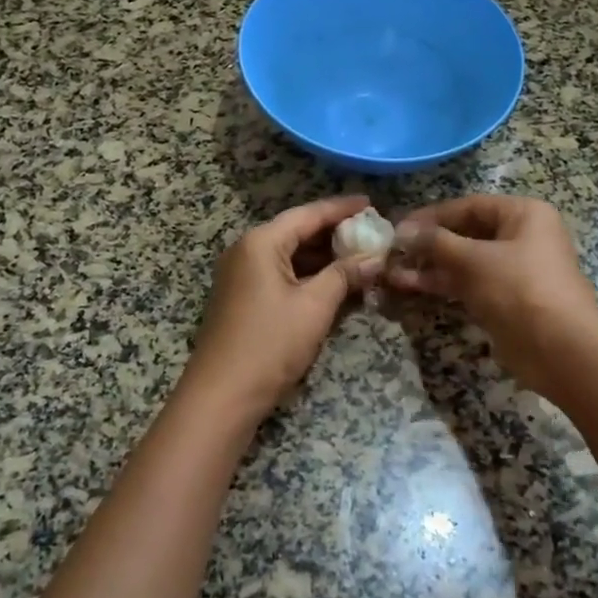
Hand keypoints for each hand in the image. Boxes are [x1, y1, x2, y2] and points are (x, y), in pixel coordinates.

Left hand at [180, 194, 385, 422]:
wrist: (222, 395)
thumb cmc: (270, 343)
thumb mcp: (315, 306)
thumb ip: (345, 275)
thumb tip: (375, 257)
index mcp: (261, 242)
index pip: (308, 214)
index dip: (341, 208)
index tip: (371, 203)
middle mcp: (247, 250)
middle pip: (296, 232)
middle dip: (334, 233)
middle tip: (371, 233)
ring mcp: (241, 275)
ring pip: (289, 255)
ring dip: (322, 257)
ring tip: (359, 256)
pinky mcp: (242, 297)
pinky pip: (280, 274)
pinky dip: (307, 275)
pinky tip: (334, 282)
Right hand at [388, 195, 597, 396]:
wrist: (561, 350)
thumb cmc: (520, 289)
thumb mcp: (474, 260)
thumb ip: (435, 242)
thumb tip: (402, 231)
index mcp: (523, 214)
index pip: (469, 206)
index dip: (432, 215)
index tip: (398, 226)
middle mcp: (521, 237)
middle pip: (466, 233)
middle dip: (429, 243)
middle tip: (393, 251)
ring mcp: (514, 270)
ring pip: (465, 261)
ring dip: (430, 266)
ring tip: (393, 272)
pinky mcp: (506, 300)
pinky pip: (469, 284)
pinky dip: (443, 285)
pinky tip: (411, 287)